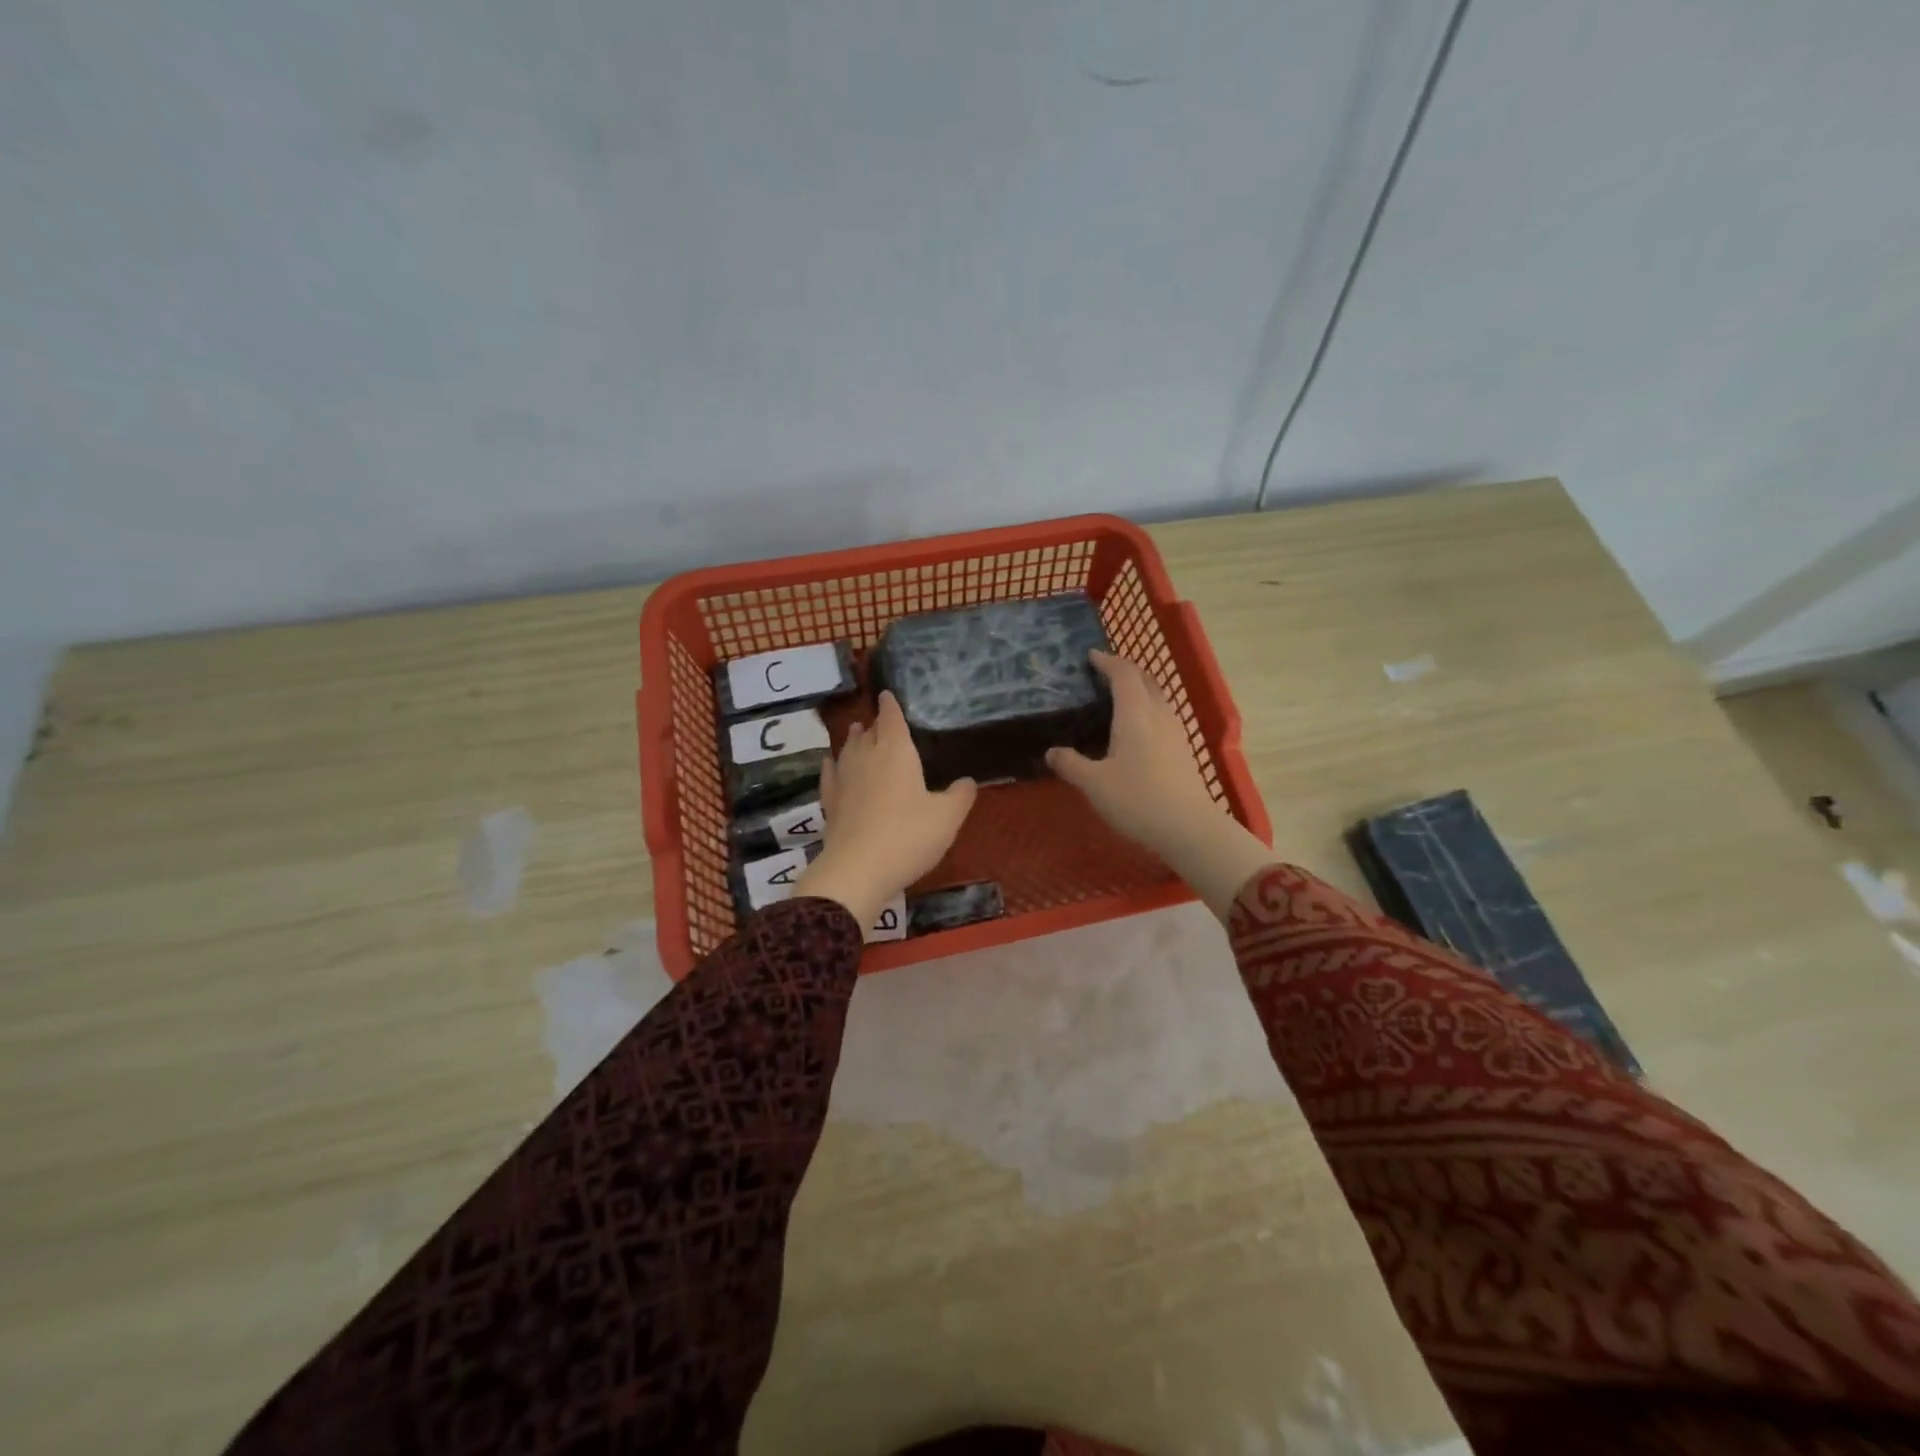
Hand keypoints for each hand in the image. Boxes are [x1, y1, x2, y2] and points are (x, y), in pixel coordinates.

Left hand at [795, 691, 977, 928]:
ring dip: (854, 739)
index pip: (891, 718)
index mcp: (896, 751)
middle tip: (880, 719)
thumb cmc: (909, 836)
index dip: (891, 705)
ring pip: (848, 749)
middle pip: (869, 732)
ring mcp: (844, 779)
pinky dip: (832, 764)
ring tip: (857, 731)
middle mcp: (866, 757)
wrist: (858, 869)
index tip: (887, 693)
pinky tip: (830, 763)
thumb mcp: (947, 818)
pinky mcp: (829, 802)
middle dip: (875, 723)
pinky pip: (830, 774)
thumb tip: (967, 781)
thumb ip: (960, 796)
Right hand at [1048, 650, 1272, 920]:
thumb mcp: (1094, 784)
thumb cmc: (1137, 800)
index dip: (1106, 661)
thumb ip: (1071, 764)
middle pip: (1144, 679)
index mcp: (1135, 713)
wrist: (1188, 828)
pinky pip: (1162, 714)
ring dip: (1138, 688)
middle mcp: (1158, 714)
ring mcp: (1175, 731)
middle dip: (1124, 670)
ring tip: (1116, 697)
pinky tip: (1134, 728)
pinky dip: (1146, 708)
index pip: (1123, 674)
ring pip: (1157, 696)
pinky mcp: (1183, 749)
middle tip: (1102, 673)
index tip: (1090, 656)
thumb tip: (1052, 752)